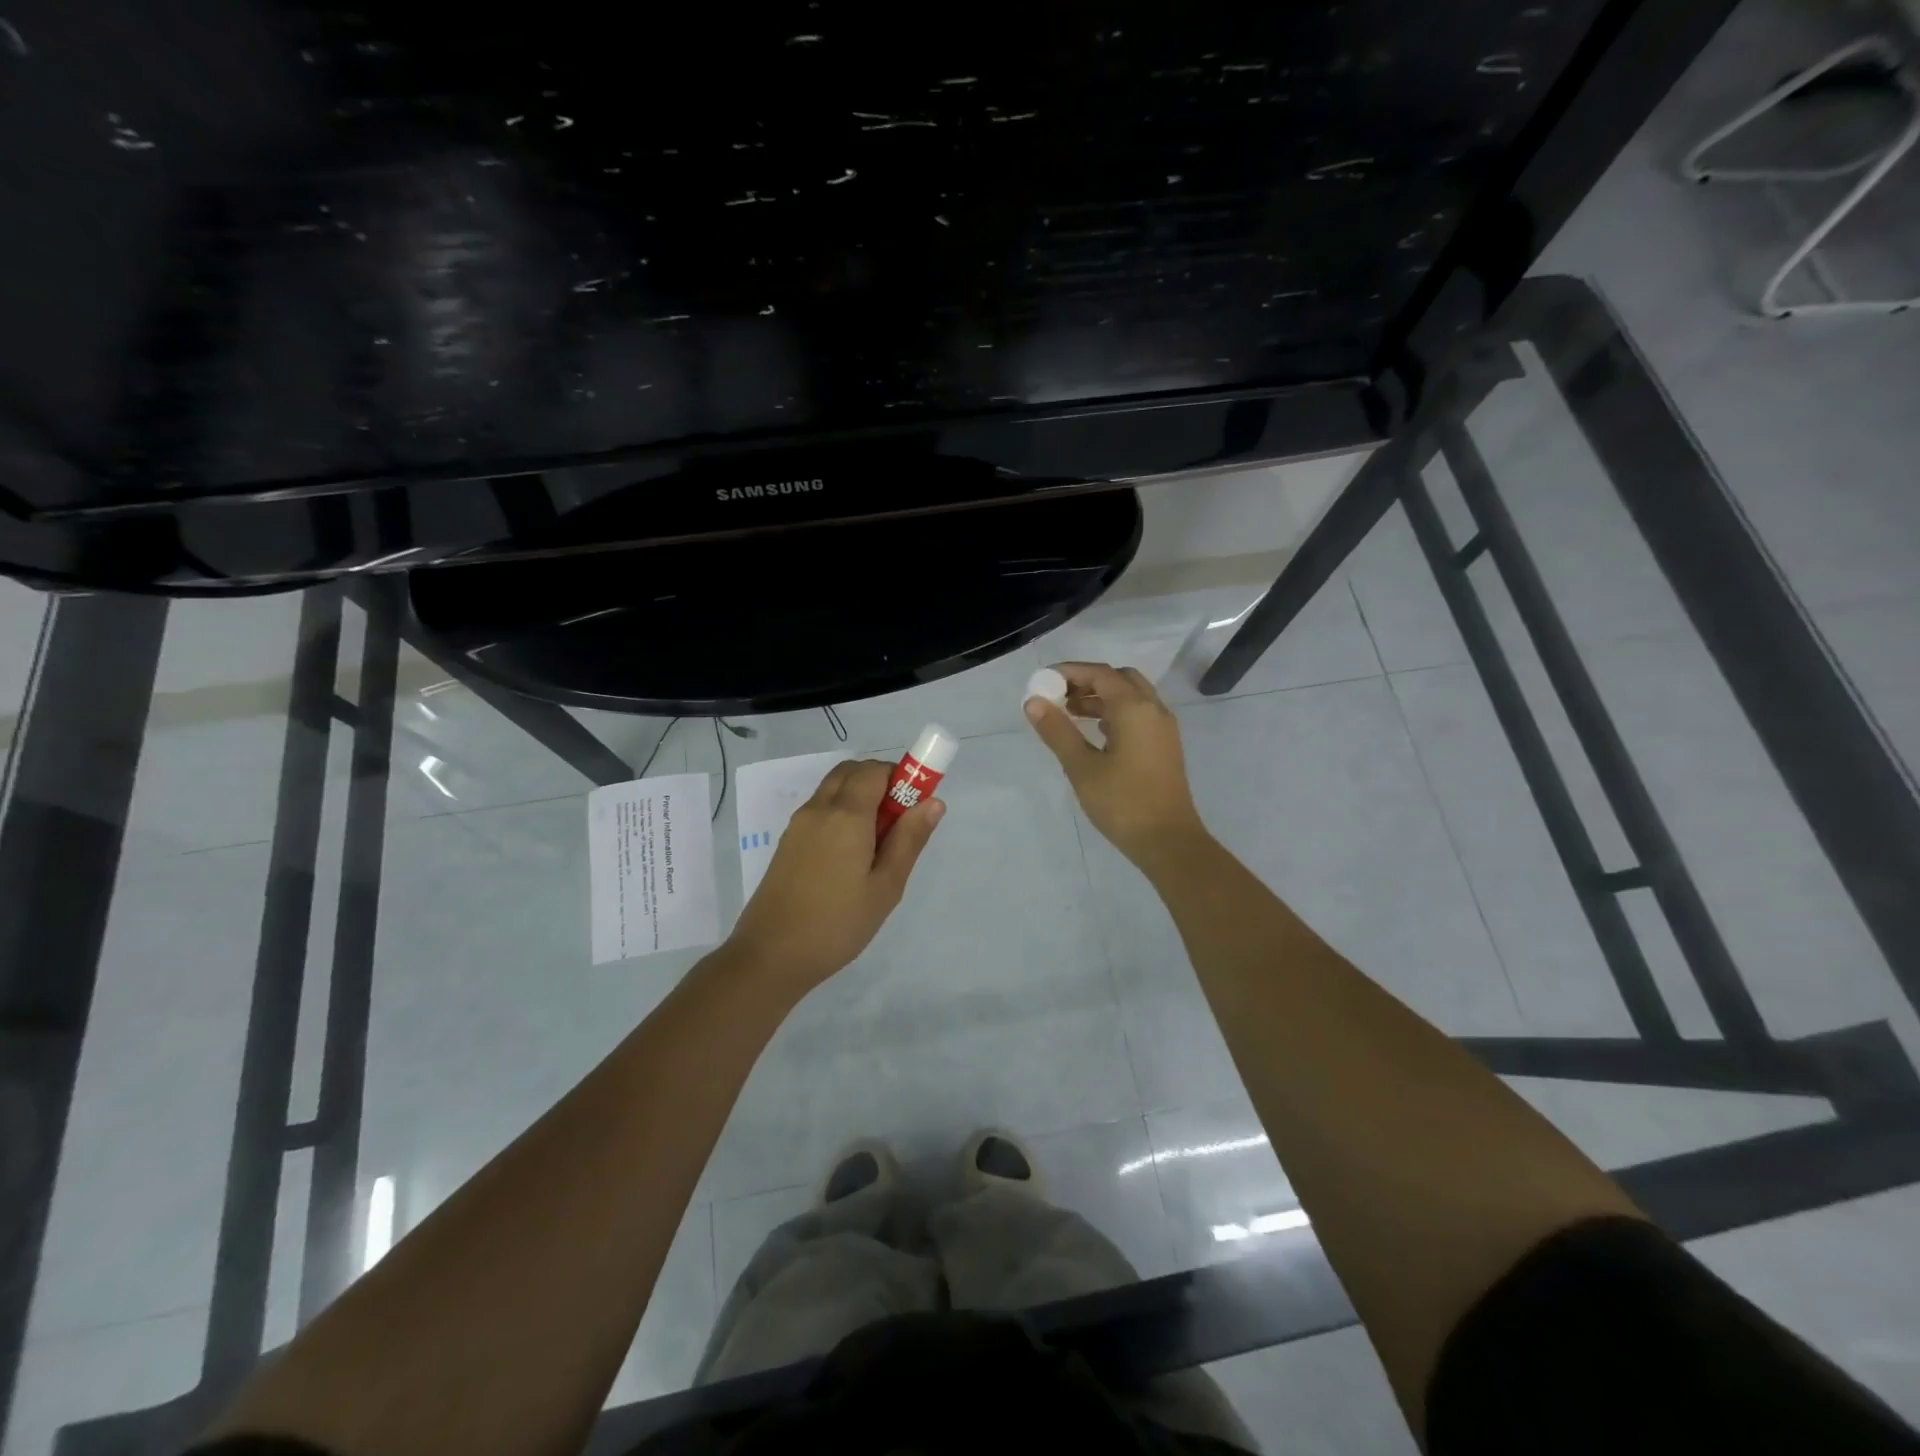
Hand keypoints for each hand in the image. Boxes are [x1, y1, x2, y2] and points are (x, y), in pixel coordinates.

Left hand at [725, 758, 943, 990]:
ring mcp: (798, 824)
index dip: (901, 777)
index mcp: (846, 815)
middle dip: (880, 782)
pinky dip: (841, 812)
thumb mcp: (886, 886)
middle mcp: (819, 808)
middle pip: (852, 772)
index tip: (917, 806)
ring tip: (877, 843)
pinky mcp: (788, 841)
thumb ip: (909, 840)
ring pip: (834, 789)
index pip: (876, 770)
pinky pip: (820, 809)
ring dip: (860, 796)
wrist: (770, 955)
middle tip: (899, 822)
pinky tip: (851, 855)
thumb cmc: (838, 923)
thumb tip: (933, 802)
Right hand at [1025, 662, 1206, 866]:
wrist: (1168, 841)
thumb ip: (1057, 731)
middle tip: (1058, 696)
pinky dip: (1115, 712)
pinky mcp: (1164, 746)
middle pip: (1119, 679)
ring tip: (1069, 713)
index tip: (1043, 680)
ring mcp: (1163, 728)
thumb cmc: (1122, 803)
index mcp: (1135, 709)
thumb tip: (1033, 702)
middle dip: (1087, 681)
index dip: (1070, 672)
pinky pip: (1138, 714)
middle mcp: (1153, 710)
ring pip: (1131, 697)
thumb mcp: (1081, 767)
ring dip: (1101, 697)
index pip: (1100, 674)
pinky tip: (1095, 732)